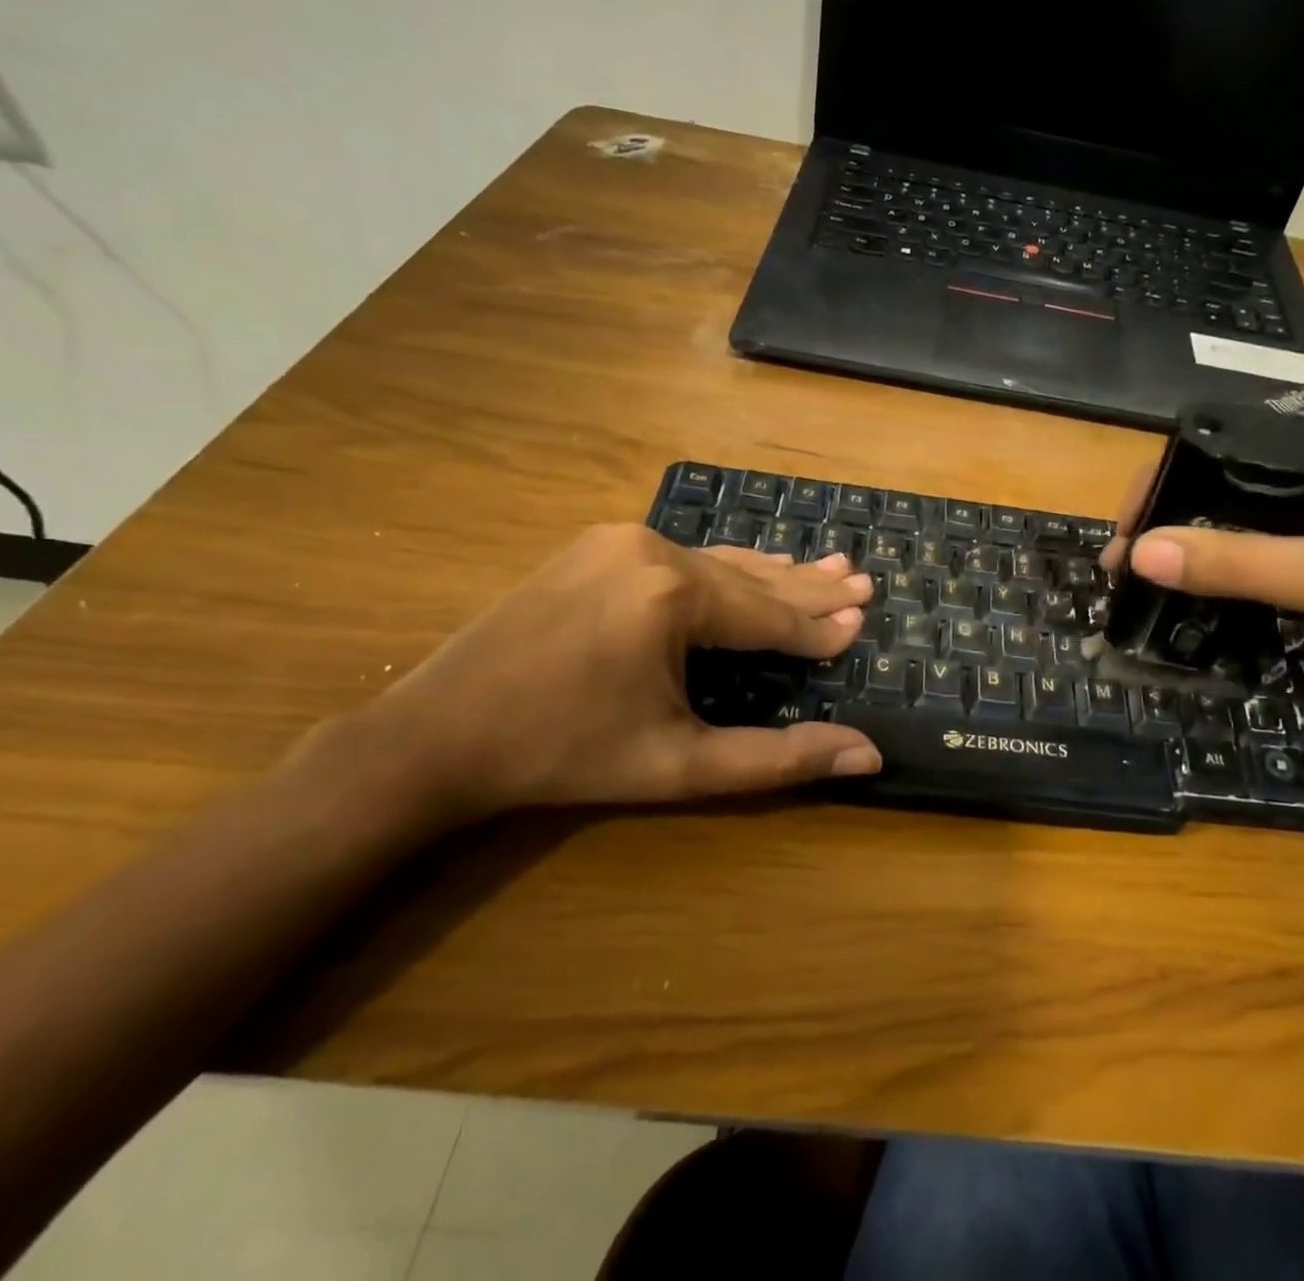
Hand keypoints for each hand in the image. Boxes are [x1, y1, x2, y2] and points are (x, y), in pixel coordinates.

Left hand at [337, 525, 879, 826]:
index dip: (818, 628)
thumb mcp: (681, 765)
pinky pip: (680, 557)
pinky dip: (724, 570)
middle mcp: (651, 550)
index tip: (863, 624)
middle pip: (749, 577)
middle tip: (861, 582)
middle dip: (807, 589)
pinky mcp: (593, 546)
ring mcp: (617, 539)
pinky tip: (751, 569)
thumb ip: (779, 758)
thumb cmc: (566, 755)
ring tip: (827, 567)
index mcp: (673, 596)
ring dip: (771, 574)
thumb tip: (867, 756)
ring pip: (716, 562)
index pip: (768, 614)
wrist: (436, 736)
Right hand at [1100, 402, 1303, 676]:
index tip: (1126, 538)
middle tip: (1129, 564)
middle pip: (1230, 470)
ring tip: (1153, 572)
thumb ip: (1242, 564)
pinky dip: (1234, 547)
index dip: (1163, 486)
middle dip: (1174, 514)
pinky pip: (1271, 522)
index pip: (1224, 443)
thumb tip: (1141, 554)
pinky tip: (1208, 572)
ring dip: (1199, 533)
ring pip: (1247, 498)